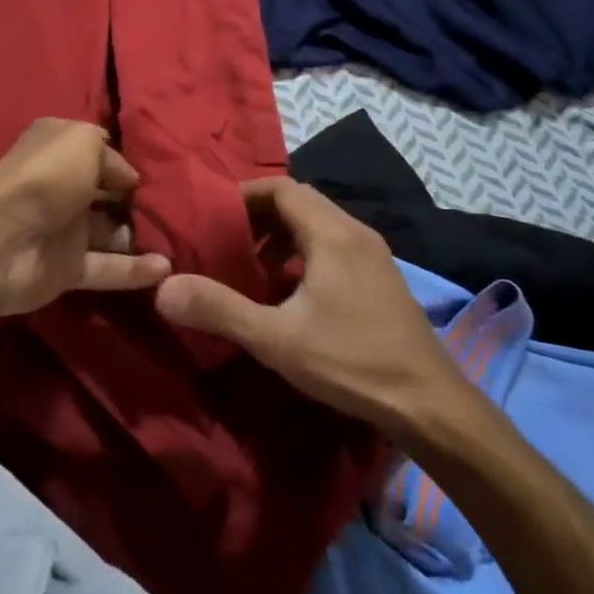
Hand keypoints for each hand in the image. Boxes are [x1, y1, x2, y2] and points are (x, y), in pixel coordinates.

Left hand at [0, 118, 169, 318]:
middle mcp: (61, 188)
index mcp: (58, 151)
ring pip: (110, 233)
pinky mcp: (67, 270)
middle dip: (137, 202)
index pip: (99, 155)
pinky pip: (108, 269)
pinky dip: (136, 270)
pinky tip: (166, 269)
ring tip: (178, 240)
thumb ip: (109, 154)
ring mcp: (64, 231)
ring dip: (140, 237)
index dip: (126, 164)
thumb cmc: (44, 178)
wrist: (1, 239)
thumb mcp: (81, 141)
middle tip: (176, 210)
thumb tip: (127, 177)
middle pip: (106, 196)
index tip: (162, 174)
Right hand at [155, 176, 472, 434]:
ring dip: (282, 235)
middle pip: (300, 202)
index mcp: (332, 234)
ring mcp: (373, 255)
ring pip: (318, 224)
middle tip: (225, 242)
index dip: (244, 196)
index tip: (212, 217)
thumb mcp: (277, 339)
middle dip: (259, 216)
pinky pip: (334, 245)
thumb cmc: (352, 362)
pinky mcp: (381, 278)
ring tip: (252, 266)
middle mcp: (355, 232)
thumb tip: (162, 288)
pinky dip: (305, 253)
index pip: (281, 188)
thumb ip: (220, 309)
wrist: (432, 405)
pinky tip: (290, 291)